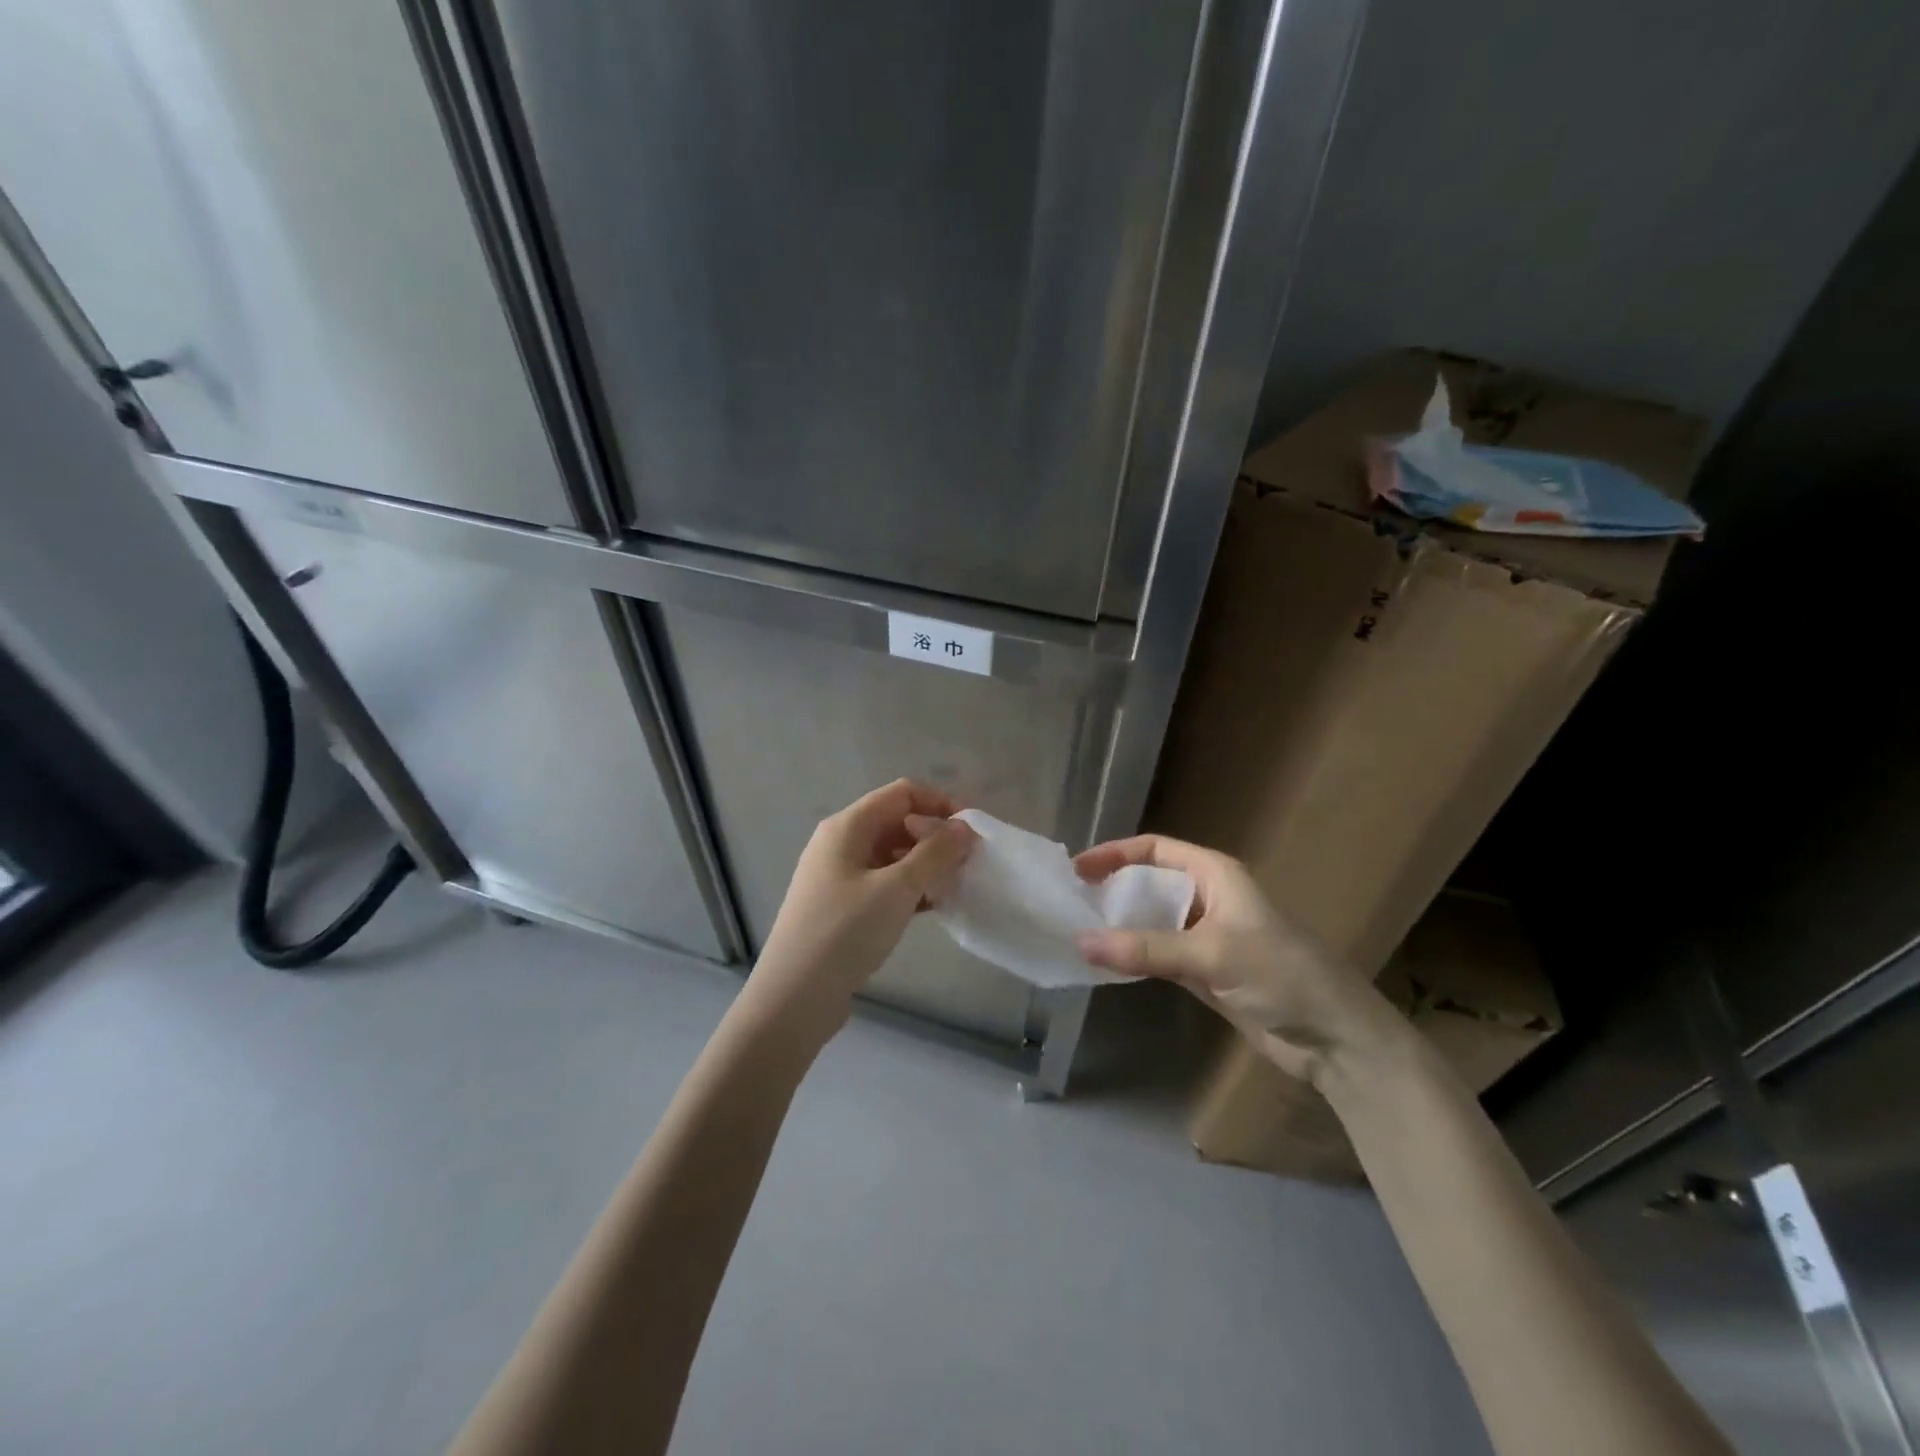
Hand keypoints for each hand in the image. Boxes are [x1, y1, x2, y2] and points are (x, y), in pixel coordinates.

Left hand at [748, 780, 975, 1039]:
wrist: (794, 997)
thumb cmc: (845, 932)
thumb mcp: (897, 889)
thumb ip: (935, 853)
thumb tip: (964, 827)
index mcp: (848, 826)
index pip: (902, 793)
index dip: (940, 803)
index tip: (972, 831)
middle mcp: (839, 843)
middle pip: (897, 822)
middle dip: (935, 837)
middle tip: (968, 863)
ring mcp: (838, 876)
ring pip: (891, 855)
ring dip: (925, 865)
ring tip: (956, 887)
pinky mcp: (841, 906)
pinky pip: (883, 883)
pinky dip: (909, 889)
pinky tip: (933, 908)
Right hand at [1073, 835, 1394, 1083]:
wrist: (1335, 1037)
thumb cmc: (1280, 974)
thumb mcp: (1211, 953)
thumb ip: (1146, 948)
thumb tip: (1080, 942)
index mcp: (1215, 874)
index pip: (1155, 849)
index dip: (1115, 854)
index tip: (1076, 870)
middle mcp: (1208, 897)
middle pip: (1150, 883)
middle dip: (1113, 890)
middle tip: (1070, 904)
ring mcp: (1207, 936)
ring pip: (1152, 921)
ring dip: (1121, 926)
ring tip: (1080, 933)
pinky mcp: (1206, 971)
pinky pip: (1159, 954)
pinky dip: (1135, 956)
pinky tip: (1108, 963)